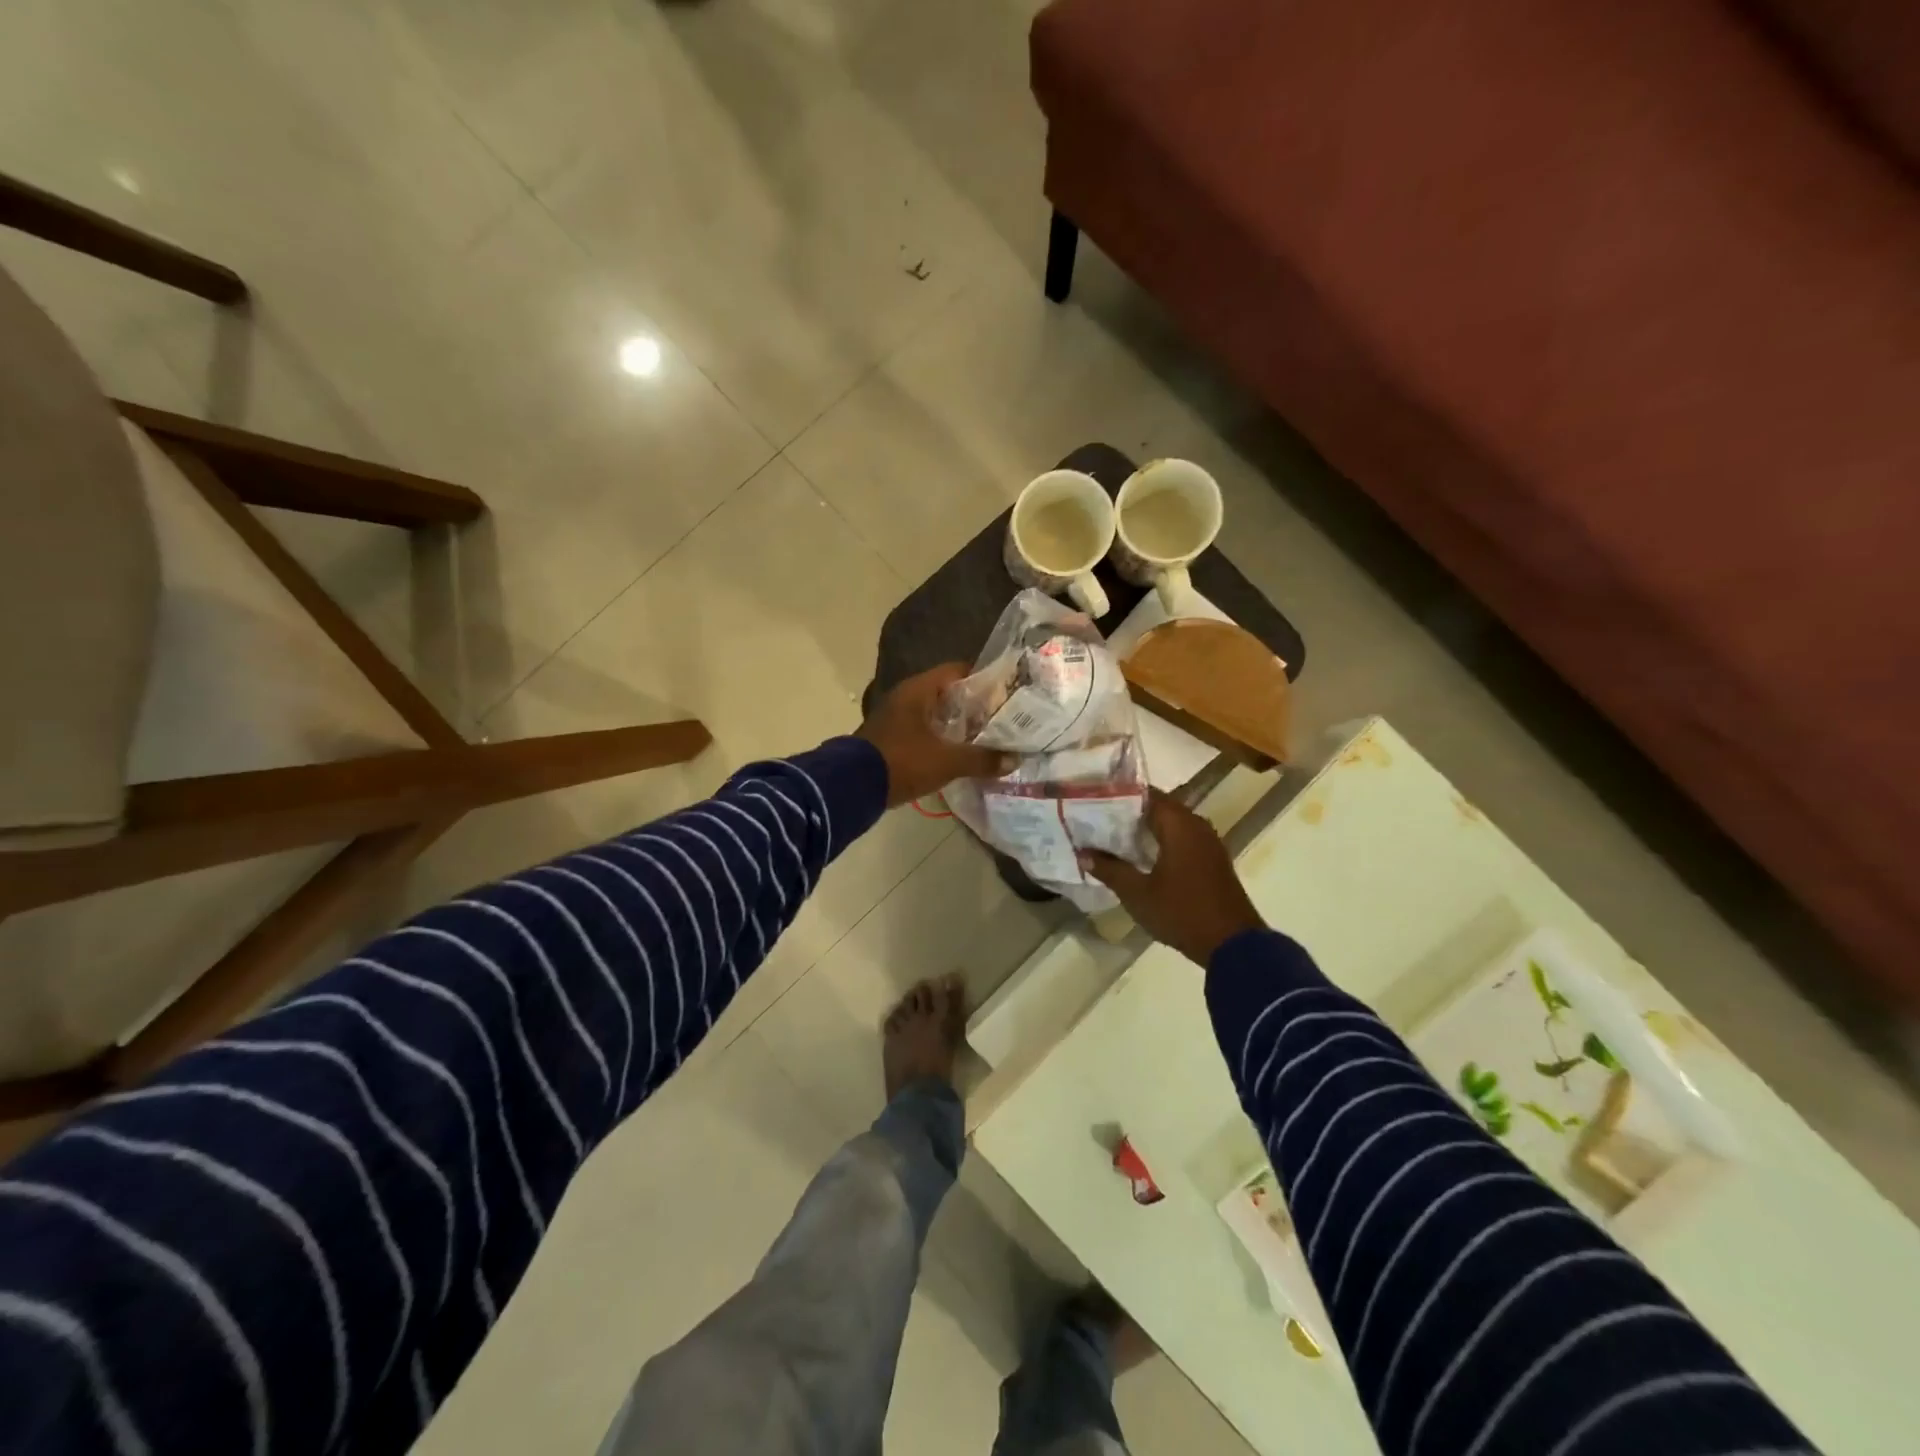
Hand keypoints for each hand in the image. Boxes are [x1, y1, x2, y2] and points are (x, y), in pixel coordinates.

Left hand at [857, 663, 1012, 807]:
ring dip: (956, 726)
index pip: (955, 671)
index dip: (981, 679)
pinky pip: (922, 733)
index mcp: (917, 690)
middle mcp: (905, 698)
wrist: (853, 787)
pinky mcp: (889, 740)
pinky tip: (958, 755)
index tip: (1004, 693)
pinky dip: (940, 740)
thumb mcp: (947, 761)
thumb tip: (1014, 760)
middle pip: (946, 694)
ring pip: (933, 715)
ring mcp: (894, 719)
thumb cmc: (903, 761)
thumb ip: (981, 759)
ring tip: (985, 738)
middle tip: (1000, 718)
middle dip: (972, 706)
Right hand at [1081, 791, 1265, 965]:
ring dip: (1146, 828)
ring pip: (1171, 824)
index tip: (1094, 799)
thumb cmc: (1182, 912)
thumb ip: (1110, 869)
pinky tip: (1140, 856)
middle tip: (1097, 818)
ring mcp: (1208, 843)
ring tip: (1112, 835)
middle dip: (1129, 812)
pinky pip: (1182, 839)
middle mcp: (1196, 825)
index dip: (1119, 795)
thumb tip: (1082, 853)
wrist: (1233, 945)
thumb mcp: (1138, 893)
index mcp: (1179, 825)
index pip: (1146, 795)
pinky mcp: (1212, 860)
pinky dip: (1161, 841)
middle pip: (1159, 807)